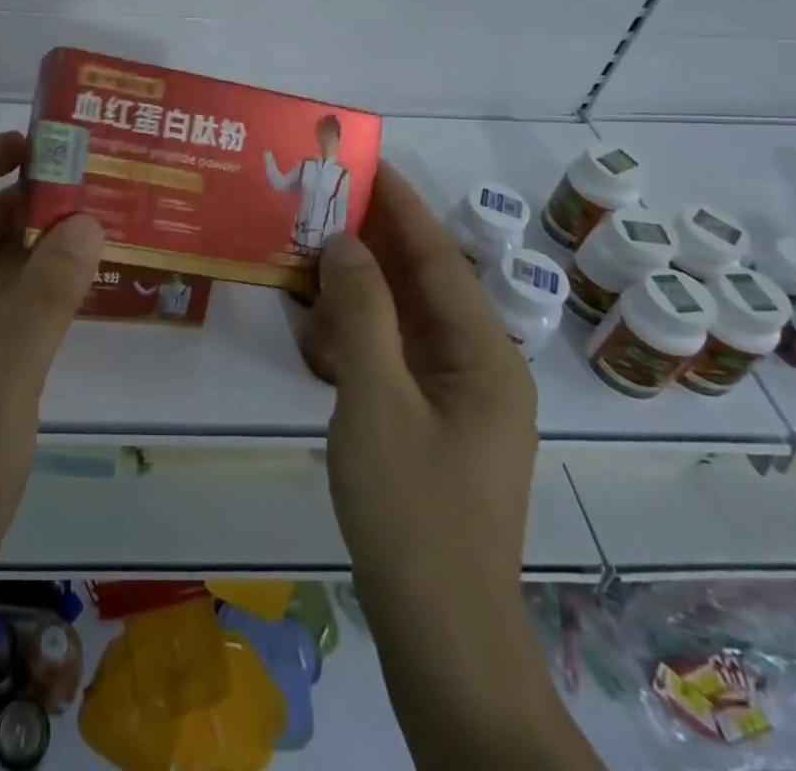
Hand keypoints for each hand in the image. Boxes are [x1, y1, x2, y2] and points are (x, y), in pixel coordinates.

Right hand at [306, 167, 594, 769]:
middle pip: (423, 282)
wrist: (440, 633)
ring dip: (359, 288)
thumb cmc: (412, 510)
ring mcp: (457, 398)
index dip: (400, 204)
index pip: (438, 255)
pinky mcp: (432, 423)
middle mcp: (480, 365)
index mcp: (485, 353)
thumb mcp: (375, 400)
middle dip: (373, 240)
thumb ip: (360, 313)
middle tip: (321, 199)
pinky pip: (394, 357)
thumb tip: (344, 242)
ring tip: (310, 254)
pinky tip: (318, 330)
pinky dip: (357, 335)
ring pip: (404, 319)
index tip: (364, 161)